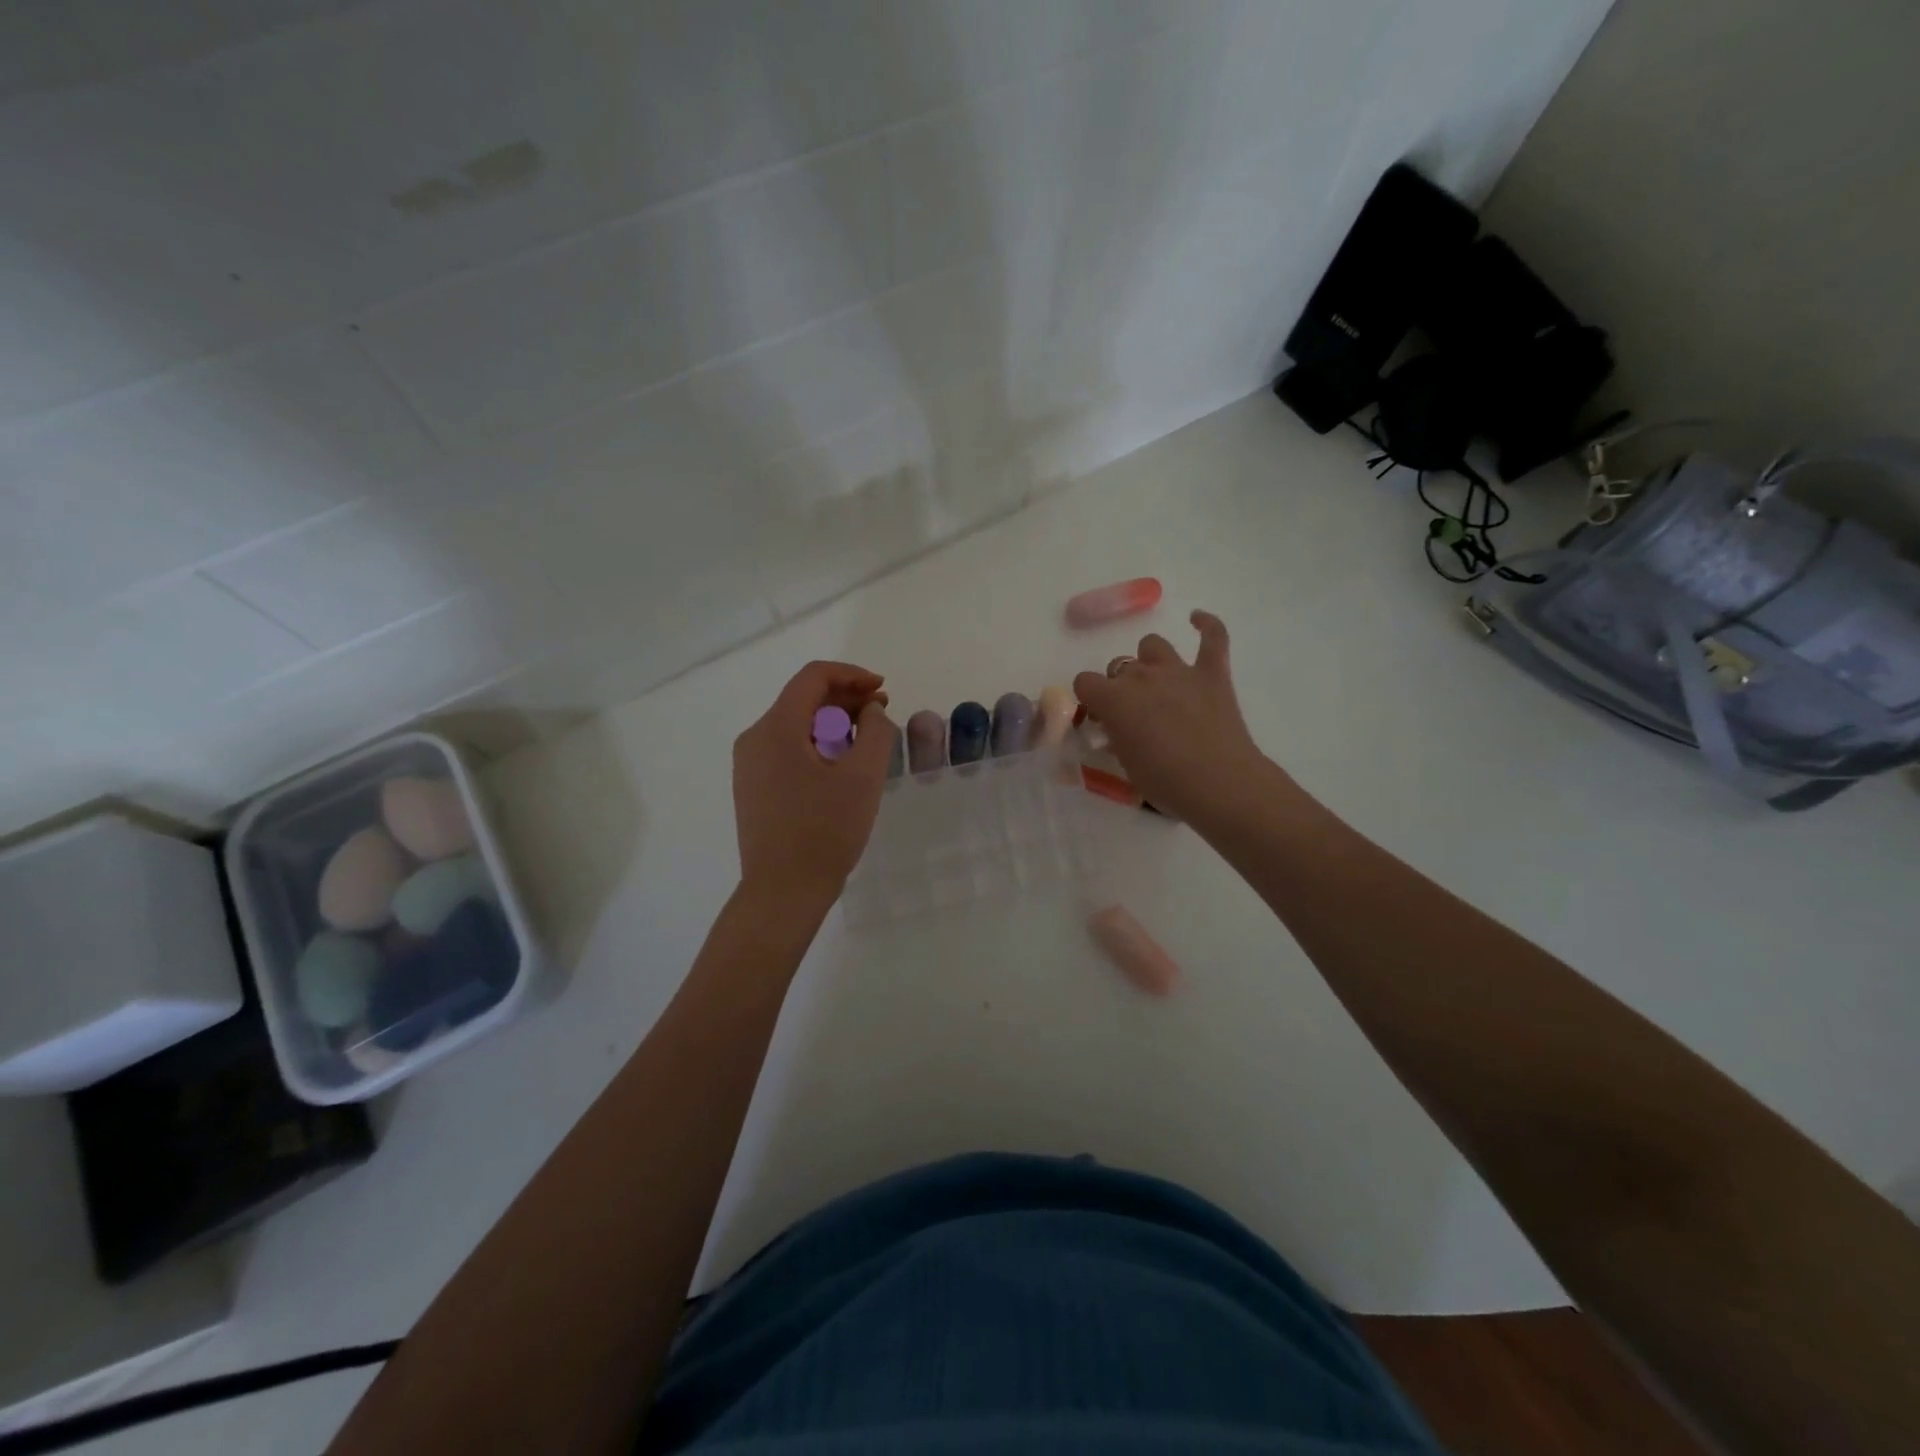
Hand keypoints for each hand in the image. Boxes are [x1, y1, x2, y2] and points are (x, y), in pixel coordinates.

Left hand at [733, 660, 893, 907]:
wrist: (783, 893)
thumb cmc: (825, 832)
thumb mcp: (863, 777)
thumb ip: (875, 731)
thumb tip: (870, 711)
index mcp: (776, 728)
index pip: (813, 678)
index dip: (852, 675)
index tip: (882, 691)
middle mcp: (755, 738)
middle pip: (802, 699)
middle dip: (845, 700)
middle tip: (881, 715)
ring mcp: (748, 765)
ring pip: (795, 725)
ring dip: (833, 724)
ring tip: (866, 743)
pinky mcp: (752, 787)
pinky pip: (787, 750)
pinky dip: (817, 745)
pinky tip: (841, 767)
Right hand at [1072, 611, 1273, 825]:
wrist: (1219, 784)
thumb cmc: (1165, 782)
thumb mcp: (1126, 765)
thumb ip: (1117, 738)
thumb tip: (1118, 731)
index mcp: (1114, 699)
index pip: (1085, 682)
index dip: (1090, 699)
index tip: (1099, 718)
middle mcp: (1142, 676)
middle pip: (1119, 667)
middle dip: (1121, 687)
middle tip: (1133, 714)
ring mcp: (1179, 670)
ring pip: (1153, 645)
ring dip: (1150, 661)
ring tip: (1157, 683)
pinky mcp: (1213, 674)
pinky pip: (1212, 636)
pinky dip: (1206, 625)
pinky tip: (1197, 620)